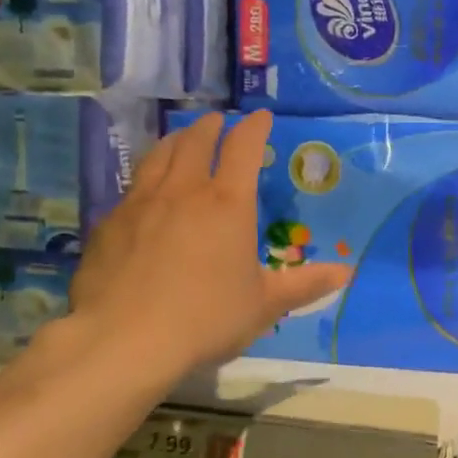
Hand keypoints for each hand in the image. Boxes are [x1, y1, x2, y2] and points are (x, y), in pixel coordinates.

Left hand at [63, 111, 349, 379]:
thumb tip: (347, 273)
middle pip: (197, 141)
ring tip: (182, 138)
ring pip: (160, 155)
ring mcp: (142, 203)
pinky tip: (145, 190)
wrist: (124, 340)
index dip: (254, 127)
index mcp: (228, 204)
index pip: (244, 148)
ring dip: (176, 140)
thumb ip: (305, 284)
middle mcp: (184, 191)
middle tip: (219, 122)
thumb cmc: (206, 319)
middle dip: (211, 126)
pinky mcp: (109, 223)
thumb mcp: (264, 305)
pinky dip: (147, 175)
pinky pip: (133, 186)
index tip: (261, 116)